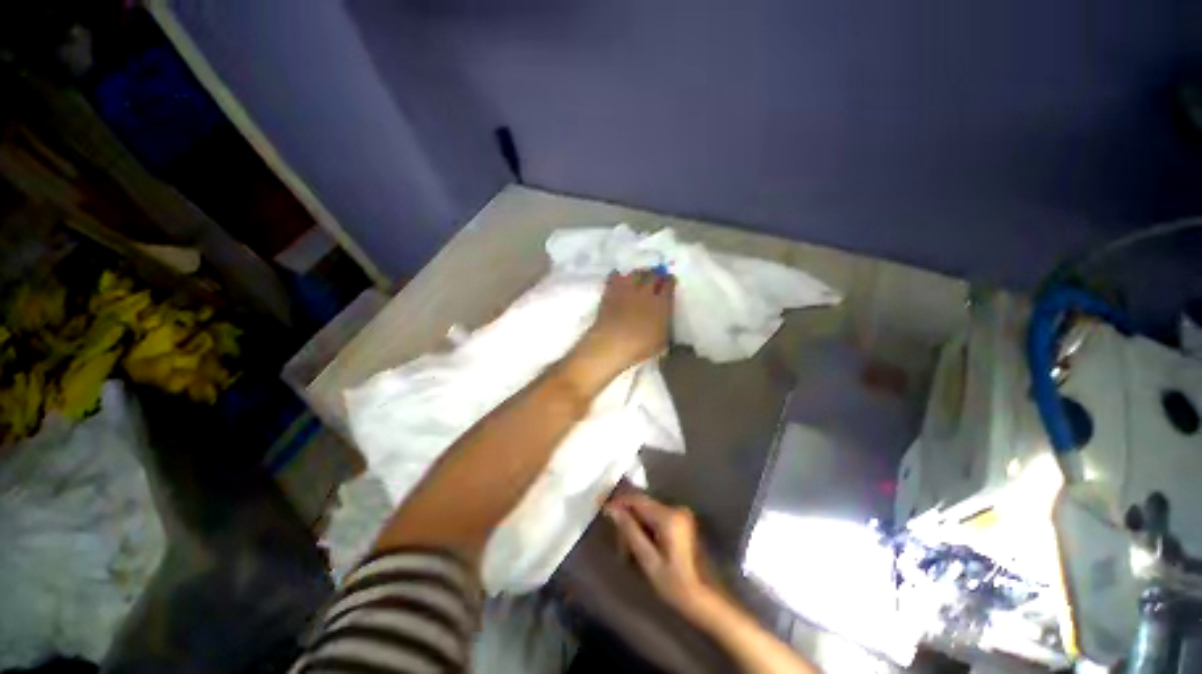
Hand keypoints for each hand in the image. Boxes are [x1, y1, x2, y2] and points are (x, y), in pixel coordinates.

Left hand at [569, 271, 674, 386]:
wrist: (612, 342)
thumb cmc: (640, 346)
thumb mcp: (662, 340)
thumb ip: (665, 324)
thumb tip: (665, 317)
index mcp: (662, 303)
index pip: (669, 285)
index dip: (670, 281)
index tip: (670, 281)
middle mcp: (646, 292)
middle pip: (653, 275)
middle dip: (656, 274)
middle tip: (657, 276)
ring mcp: (627, 290)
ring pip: (636, 273)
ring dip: (640, 273)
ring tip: (640, 276)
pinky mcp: (611, 292)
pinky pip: (615, 277)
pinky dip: (618, 276)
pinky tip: (618, 277)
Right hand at [604, 493, 717, 616]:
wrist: (708, 599)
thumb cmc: (677, 585)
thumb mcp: (649, 561)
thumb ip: (630, 531)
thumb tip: (612, 509)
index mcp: (668, 517)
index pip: (637, 500)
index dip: (617, 501)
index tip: (600, 506)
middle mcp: (675, 508)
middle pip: (642, 503)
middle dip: (626, 516)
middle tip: (616, 540)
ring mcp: (680, 514)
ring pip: (648, 510)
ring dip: (635, 523)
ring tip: (626, 548)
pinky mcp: (682, 521)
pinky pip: (657, 516)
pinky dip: (645, 526)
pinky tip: (639, 543)